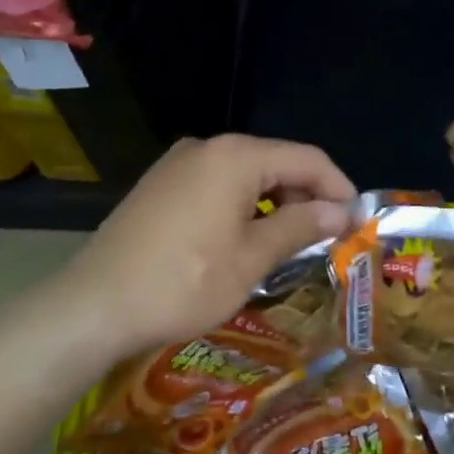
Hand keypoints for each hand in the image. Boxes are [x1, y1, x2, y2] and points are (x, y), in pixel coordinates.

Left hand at [54, 134, 355, 359]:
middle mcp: (205, 148)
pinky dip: (241, 207)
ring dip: (274, 204)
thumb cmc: (184, 282)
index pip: (307, 158)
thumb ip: (300, 226)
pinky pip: (215, 186)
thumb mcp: (252, 258)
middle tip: (325, 239)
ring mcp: (176, 165)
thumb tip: (341, 211)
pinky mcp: (159, 186)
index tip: (357, 222)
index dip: (338, 187)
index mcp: (235, 156)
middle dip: (306, 196)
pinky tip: (245, 240)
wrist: (95, 306)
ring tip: (290, 244)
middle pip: (274, 162)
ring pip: (244, 176)